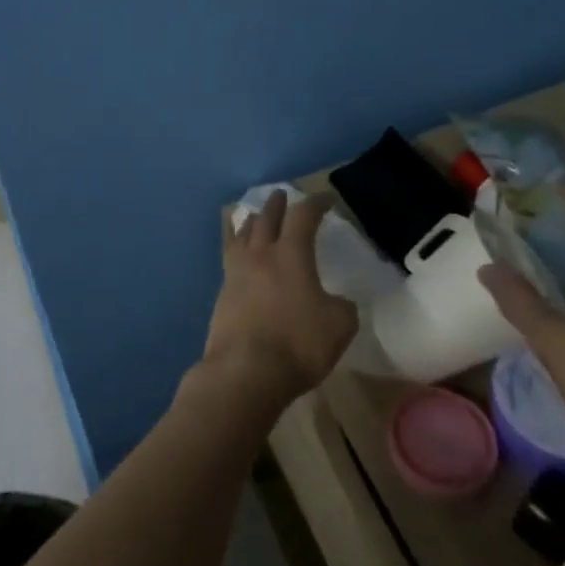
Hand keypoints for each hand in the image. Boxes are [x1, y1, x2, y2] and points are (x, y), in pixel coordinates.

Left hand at [200, 191, 357, 412]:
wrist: (245, 370)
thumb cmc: (297, 343)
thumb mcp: (339, 326)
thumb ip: (342, 307)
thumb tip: (336, 301)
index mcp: (291, 255)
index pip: (303, 217)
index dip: (315, 204)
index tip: (325, 198)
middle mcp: (260, 255)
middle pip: (266, 218)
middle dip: (277, 205)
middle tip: (282, 195)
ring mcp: (236, 273)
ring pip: (242, 234)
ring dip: (251, 221)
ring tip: (254, 217)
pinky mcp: (222, 294)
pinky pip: (229, 257)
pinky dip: (237, 247)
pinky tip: (239, 255)